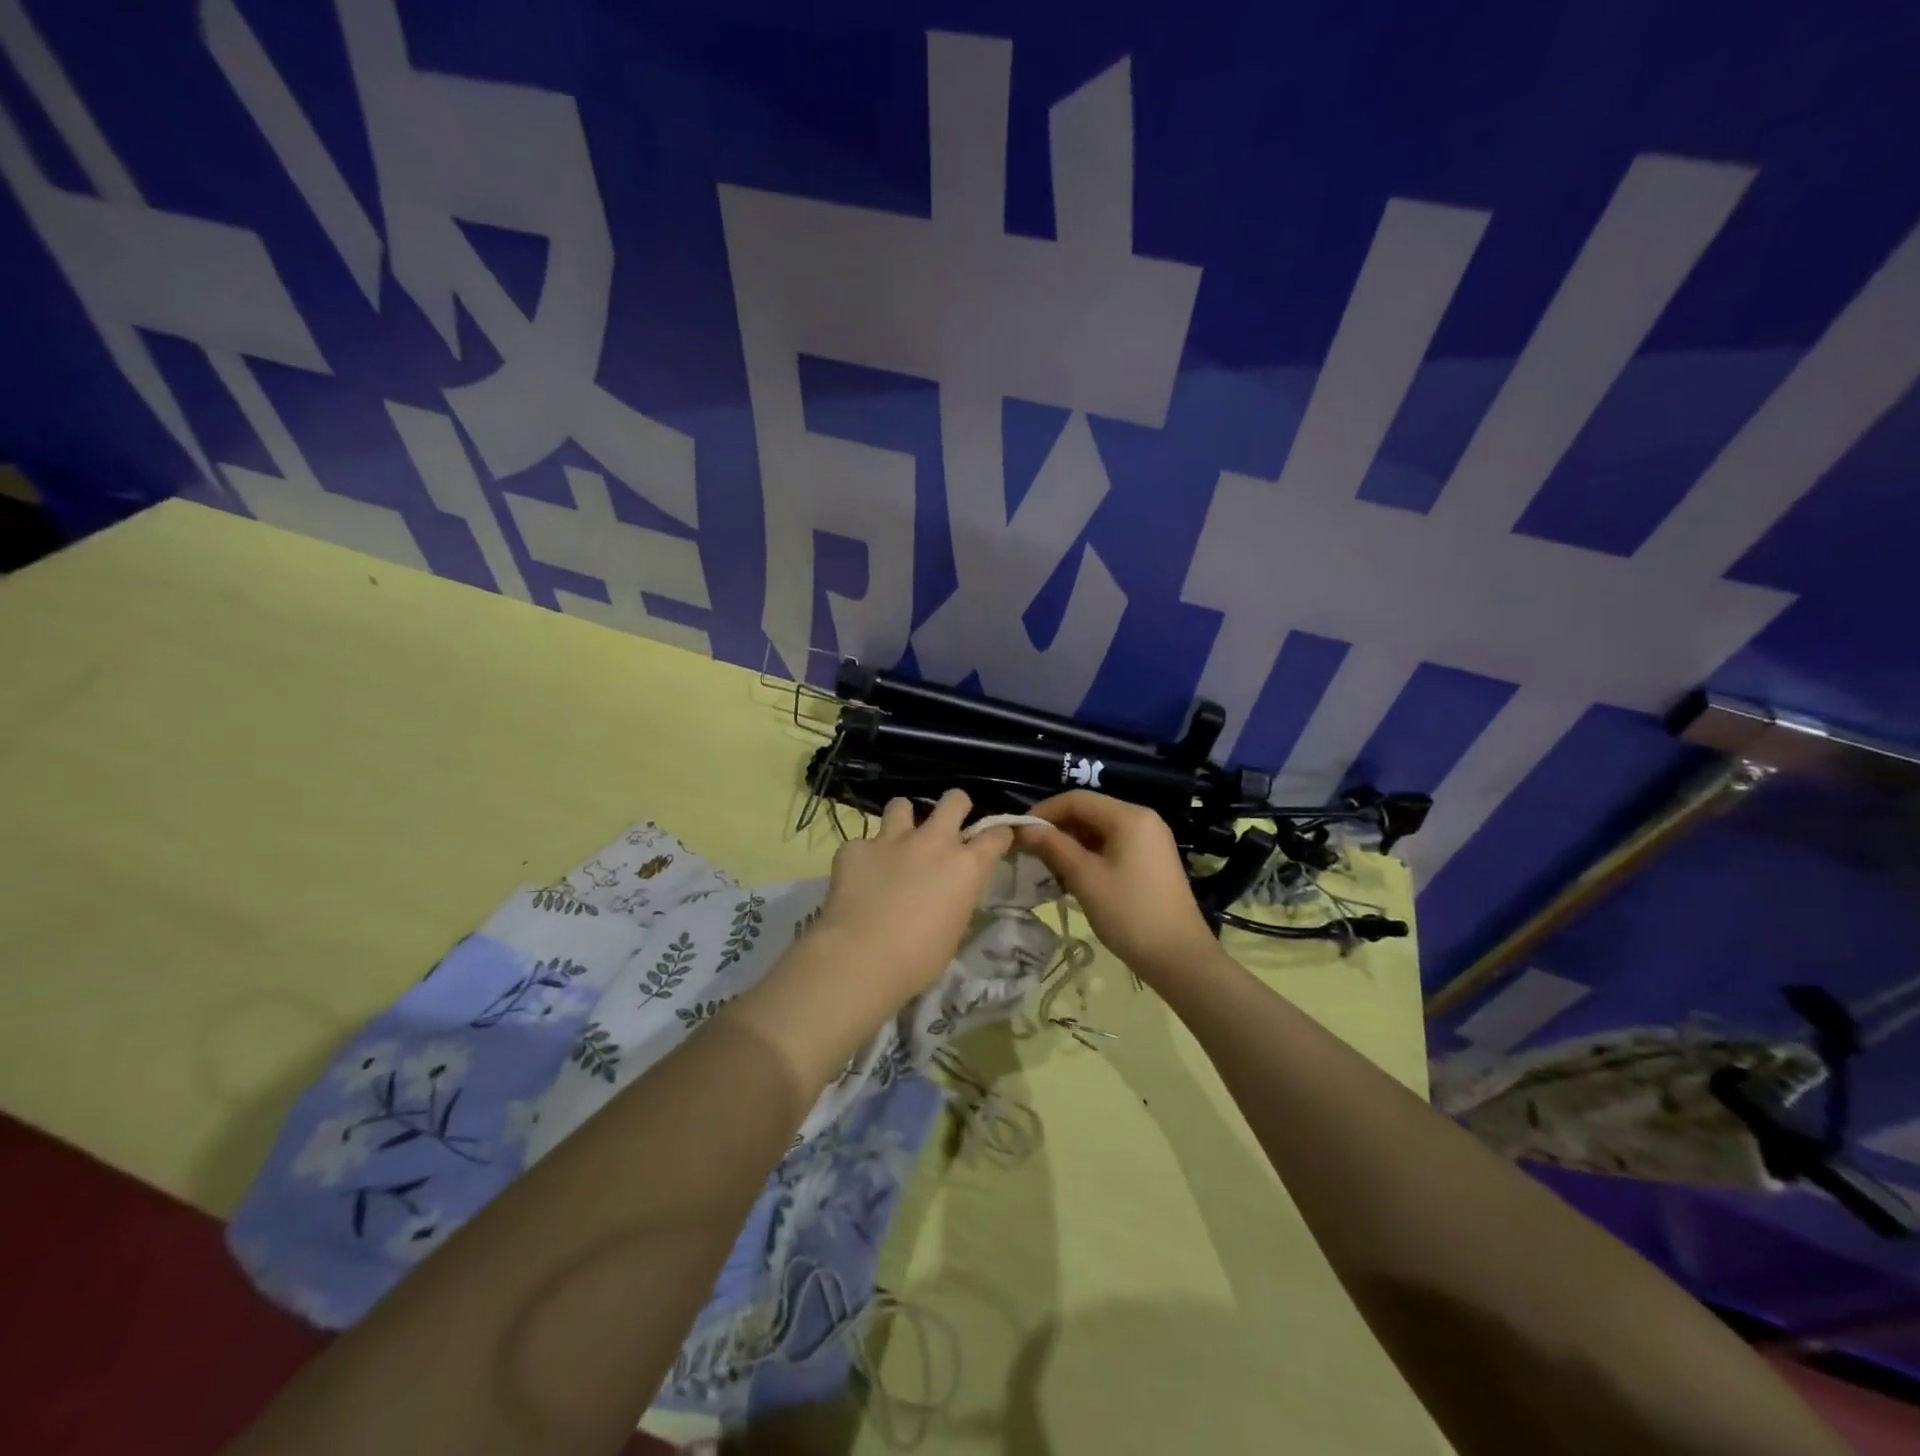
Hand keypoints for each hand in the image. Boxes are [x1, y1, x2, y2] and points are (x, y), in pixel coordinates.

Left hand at [813, 789, 1012, 1008]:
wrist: (861, 958)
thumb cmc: (918, 959)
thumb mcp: (954, 930)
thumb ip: (956, 899)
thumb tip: (949, 893)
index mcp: (966, 866)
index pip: (996, 834)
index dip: (997, 835)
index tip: (994, 841)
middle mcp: (934, 841)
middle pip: (955, 800)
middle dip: (955, 807)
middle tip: (947, 827)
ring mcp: (892, 839)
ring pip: (902, 804)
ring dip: (903, 820)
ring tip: (897, 841)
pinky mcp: (856, 847)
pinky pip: (861, 842)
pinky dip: (863, 856)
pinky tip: (859, 876)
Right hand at [1015, 791, 1215, 980]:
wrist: (1179, 958)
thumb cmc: (1129, 913)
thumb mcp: (1085, 878)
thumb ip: (1053, 847)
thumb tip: (1024, 829)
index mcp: (1129, 816)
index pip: (1077, 799)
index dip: (1044, 812)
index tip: (1019, 832)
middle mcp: (1142, 820)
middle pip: (1090, 812)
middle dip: (1057, 828)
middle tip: (1029, 851)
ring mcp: (1150, 841)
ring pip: (1100, 830)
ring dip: (1071, 844)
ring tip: (1045, 866)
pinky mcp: (1151, 861)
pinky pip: (1113, 846)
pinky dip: (1089, 855)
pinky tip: (1071, 876)